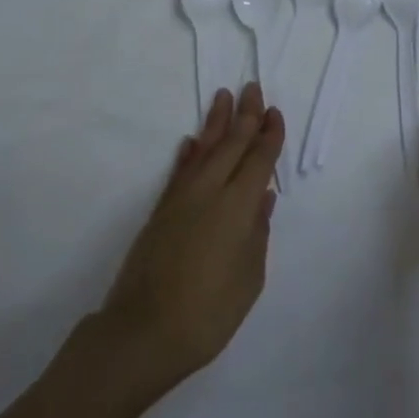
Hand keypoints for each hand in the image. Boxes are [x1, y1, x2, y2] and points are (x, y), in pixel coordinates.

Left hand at [96, 84, 282, 406]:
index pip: (259, 160)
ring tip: (224, 96)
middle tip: (252, 86)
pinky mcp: (161, 209)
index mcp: (238, 206)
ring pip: (204, 148)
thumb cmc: (209, 312)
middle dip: (245, 114)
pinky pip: (179, 170)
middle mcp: (210, 191)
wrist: (144, 330)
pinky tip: (190, 141)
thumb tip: (262, 198)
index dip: (269, 135)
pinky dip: (188, 153)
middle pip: (232, 144)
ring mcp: (182, 197)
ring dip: (216, 122)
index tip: (274, 112)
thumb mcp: (249, 279)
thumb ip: (257, 234)